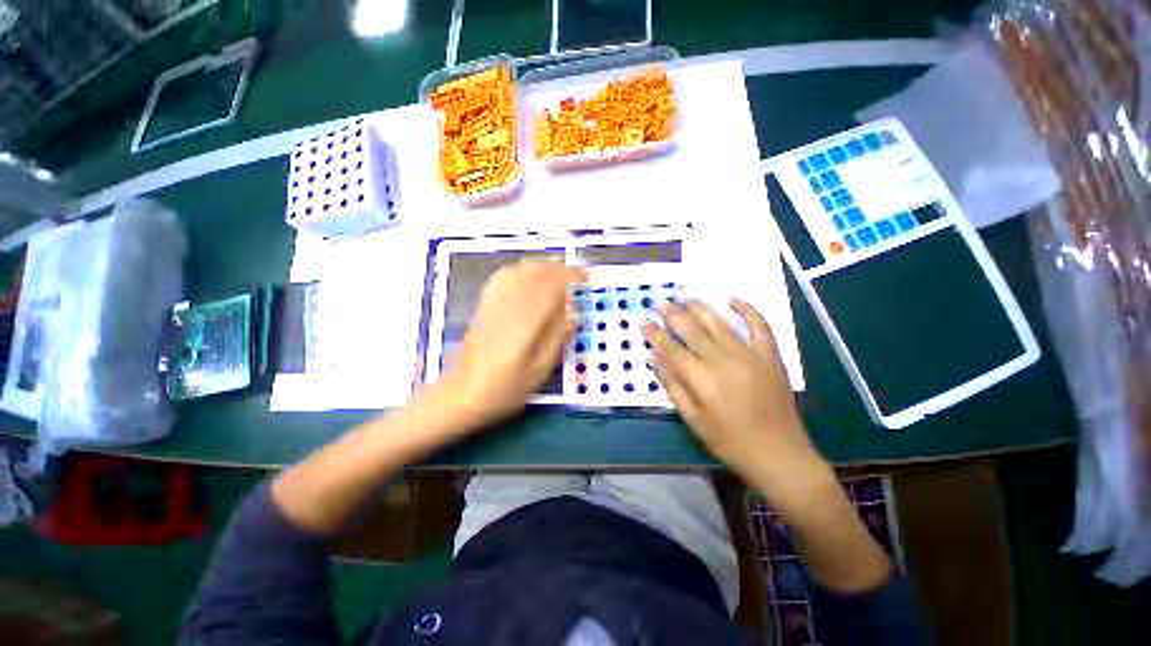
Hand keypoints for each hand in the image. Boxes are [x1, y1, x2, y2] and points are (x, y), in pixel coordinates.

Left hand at [437, 260, 586, 428]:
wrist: (463, 393)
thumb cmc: (506, 388)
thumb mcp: (540, 370)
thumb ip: (558, 339)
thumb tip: (574, 314)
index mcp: (526, 323)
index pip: (552, 289)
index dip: (571, 278)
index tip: (585, 276)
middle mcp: (509, 306)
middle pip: (537, 275)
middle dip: (560, 270)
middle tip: (577, 273)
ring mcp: (494, 303)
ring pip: (521, 272)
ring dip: (543, 267)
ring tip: (559, 270)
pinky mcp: (484, 305)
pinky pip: (503, 277)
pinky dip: (521, 270)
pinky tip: (529, 273)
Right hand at [644, 298, 831, 494]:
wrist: (779, 455)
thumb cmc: (730, 442)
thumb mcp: (693, 420)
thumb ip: (672, 386)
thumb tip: (652, 358)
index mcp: (702, 379)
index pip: (671, 349)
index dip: (655, 334)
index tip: (643, 321)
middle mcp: (723, 360)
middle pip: (692, 330)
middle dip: (673, 314)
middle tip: (661, 300)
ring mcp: (750, 355)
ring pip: (719, 323)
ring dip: (699, 307)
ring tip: (684, 295)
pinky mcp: (770, 356)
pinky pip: (760, 326)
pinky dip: (748, 310)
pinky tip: (733, 299)